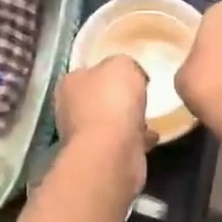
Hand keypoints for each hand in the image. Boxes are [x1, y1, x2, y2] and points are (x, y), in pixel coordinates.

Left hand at [55, 54, 151, 183]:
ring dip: (128, 121)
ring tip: (149, 118)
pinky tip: (151, 137)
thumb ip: (124, 64)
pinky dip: (135, 139)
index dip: (109, 72)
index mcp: (70, 83)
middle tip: (141, 97)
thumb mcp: (122, 64)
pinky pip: (121, 142)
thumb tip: (129, 75)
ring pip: (109, 122)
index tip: (131, 75)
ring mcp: (83, 136)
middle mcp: (70, 109)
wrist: (112, 151)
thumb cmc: (112, 100)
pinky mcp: (99, 157)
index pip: (88, 71)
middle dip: (118, 99)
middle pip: (98, 98)